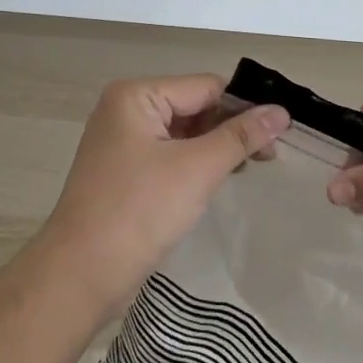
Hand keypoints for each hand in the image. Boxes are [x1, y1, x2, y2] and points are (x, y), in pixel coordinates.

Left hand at [36, 75, 286, 318]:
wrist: (80, 275)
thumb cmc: (139, 212)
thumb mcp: (196, 169)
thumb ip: (240, 137)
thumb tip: (281, 112)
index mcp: (136, 96)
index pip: (204, 87)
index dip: (244, 106)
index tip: (282, 130)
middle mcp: (125, 109)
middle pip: (193, 106)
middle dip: (230, 128)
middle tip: (271, 155)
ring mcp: (121, 141)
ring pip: (182, 133)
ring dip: (215, 147)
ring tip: (250, 167)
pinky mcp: (123, 170)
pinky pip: (168, 154)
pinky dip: (194, 163)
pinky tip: (218, 179)